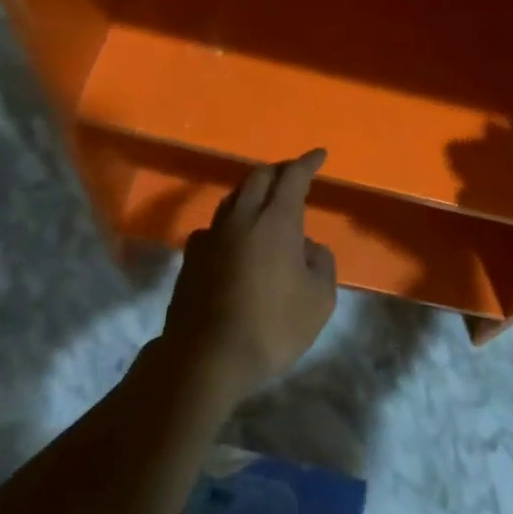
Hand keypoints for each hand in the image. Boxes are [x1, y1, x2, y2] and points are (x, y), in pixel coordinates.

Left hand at [161, 149, 337, 401]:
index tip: (319, 155)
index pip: (293, 176)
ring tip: (266, 200)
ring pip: (234, 198)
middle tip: (294, 174)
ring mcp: (211, 236)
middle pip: (259, 177)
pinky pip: (215, 226)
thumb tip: (307, 247)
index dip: (307, 162)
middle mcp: (242, 217)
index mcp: (277, 220)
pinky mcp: (191, 258)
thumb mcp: (319, 299)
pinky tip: (234, 237)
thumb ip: (321, 263)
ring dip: (253, 191)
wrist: (206, 358)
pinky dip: (231, 221)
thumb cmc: (273, 326)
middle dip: (279, 170)